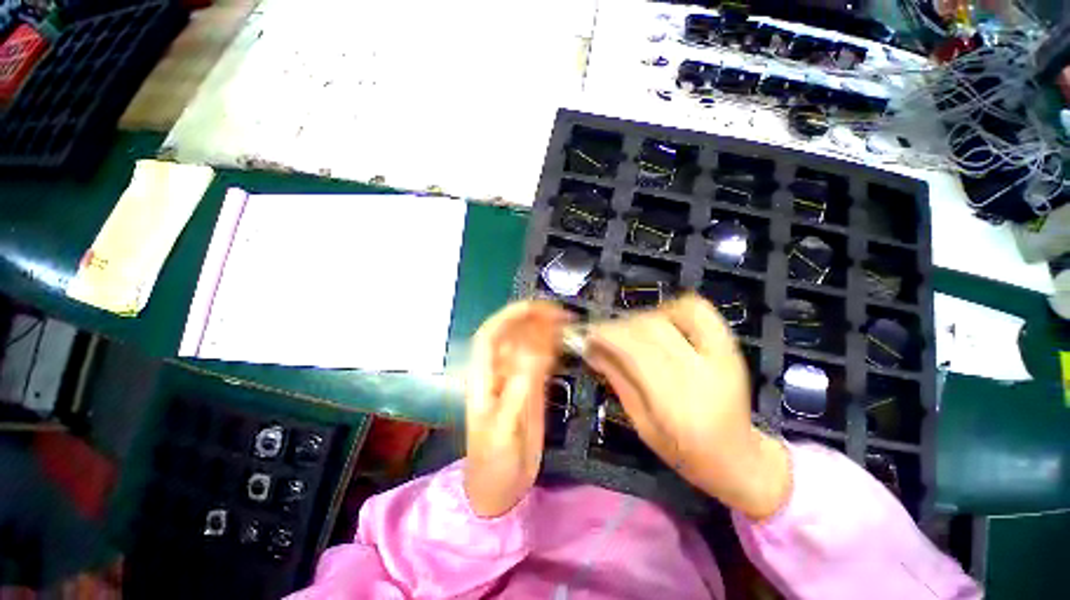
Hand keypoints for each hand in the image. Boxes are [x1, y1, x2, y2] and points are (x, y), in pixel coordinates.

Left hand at [464, 301, 570, 517]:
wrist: (501, 488)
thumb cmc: (493, 461)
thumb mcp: (503, 427)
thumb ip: (518, 389)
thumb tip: (535, 350)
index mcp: (483, 376)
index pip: (491, 334)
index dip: (510, 315)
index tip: (536, 307)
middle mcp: (499, 371)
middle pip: (513, 334)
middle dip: (533, 318)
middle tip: (562, 315)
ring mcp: (516, 378)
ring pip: (529, 344)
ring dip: (546, 331)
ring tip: (569, 323)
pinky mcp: (531, 388)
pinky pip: (542, 361)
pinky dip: (553, 349)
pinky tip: (566, 344)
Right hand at [585, 294, 790, 519]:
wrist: (739, 458)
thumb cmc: (684, 451)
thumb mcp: (640, 423)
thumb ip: (617, 379)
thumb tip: (590, 348)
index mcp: (677, 404)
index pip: (635, 349)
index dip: (606, 334)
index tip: (586, 334)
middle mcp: (702, 373)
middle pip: (651, 328)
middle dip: (618, 326)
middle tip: (601, 334)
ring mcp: (723, 356)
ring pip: (673, 313)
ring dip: (642, 317)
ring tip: (629, 332)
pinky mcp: (730, 346)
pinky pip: (698, 310)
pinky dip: (672, 309)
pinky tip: (660, 323)